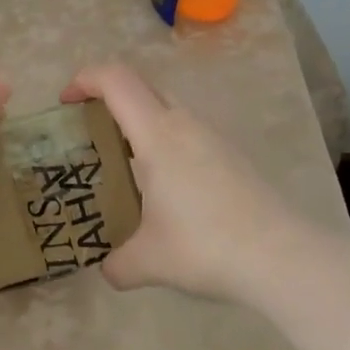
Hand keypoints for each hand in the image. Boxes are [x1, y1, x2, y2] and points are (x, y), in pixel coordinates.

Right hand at [61, 63, 319, 307]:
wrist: (283, 257)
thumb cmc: (205, 246)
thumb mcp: (149, 261)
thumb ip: (119, 263)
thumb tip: (109, 270)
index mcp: (157, 134)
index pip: (116, 80)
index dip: (85, 79)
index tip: (66, 102)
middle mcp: (185, 124)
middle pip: (141, 87)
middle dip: (109, 99)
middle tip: (91, 134)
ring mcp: (214, 137)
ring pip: (168, 109)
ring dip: (140, 123)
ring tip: (126, 165)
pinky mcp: (233, 155)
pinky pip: (188, 132)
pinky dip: (166, 144)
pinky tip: (167, 189)